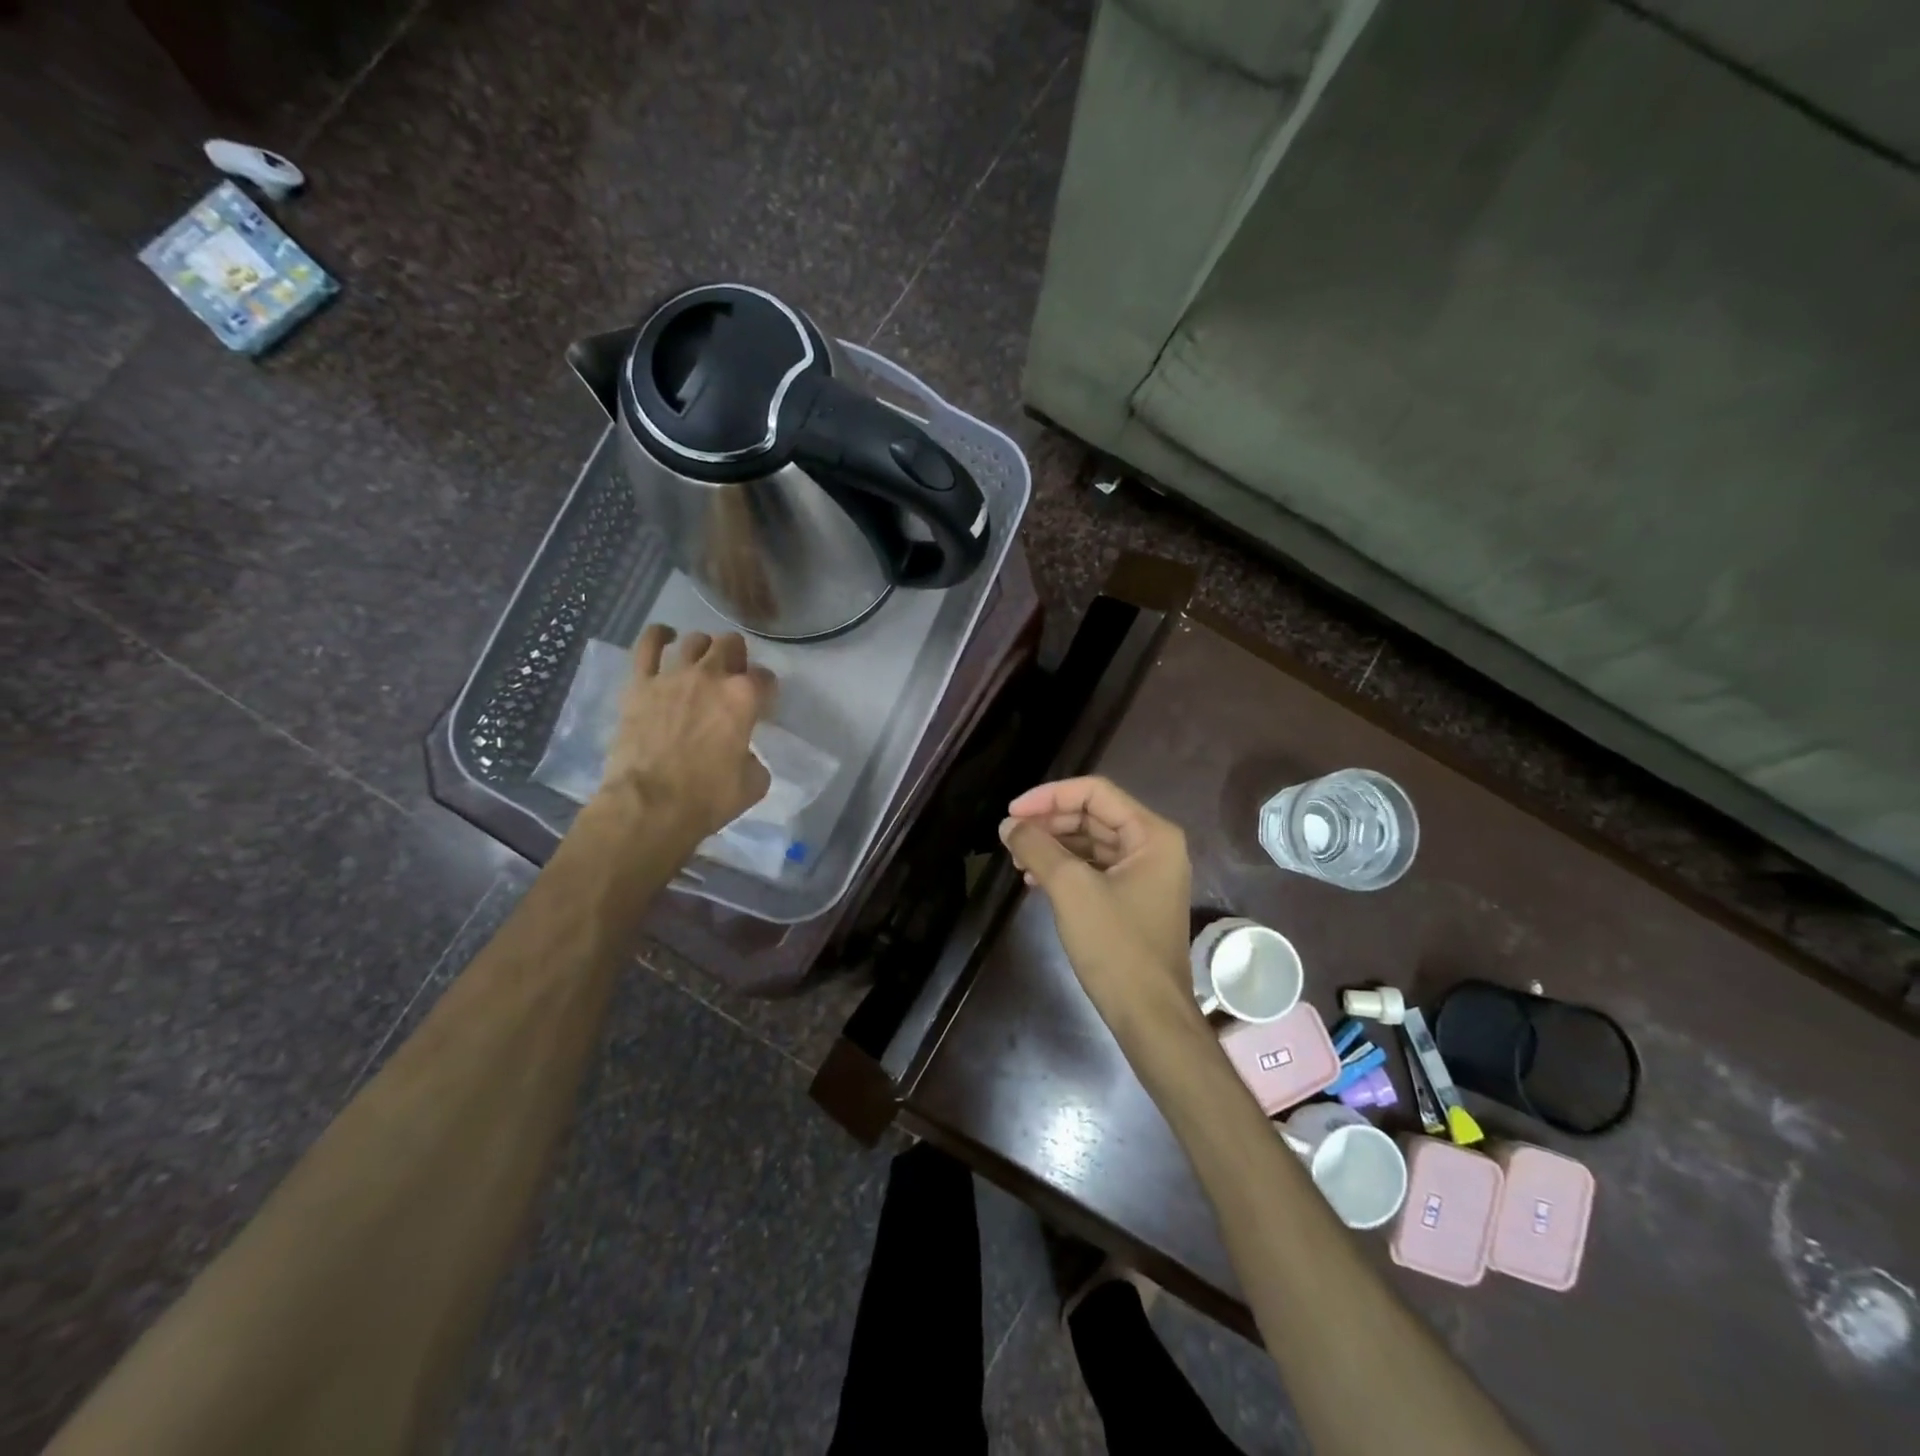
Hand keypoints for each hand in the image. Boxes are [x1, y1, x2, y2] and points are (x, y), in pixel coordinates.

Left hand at [598, 625, 776, 841]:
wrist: (651, 805)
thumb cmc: (708, 797)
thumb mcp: (753, 783)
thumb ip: (754, 757)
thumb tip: (743, 753)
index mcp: (744, 697)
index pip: (765, 678)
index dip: (766, 689)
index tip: (763, 703)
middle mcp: (711, 676)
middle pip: (731, 645)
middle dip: (737, 657)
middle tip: (733, 675)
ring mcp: (673, 676)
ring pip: (694, 640)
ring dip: (703, 648)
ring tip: (701, 661)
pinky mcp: (640, 684)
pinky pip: (647, 645)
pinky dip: (658, 636)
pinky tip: (664, 637)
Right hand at [999, 777, 1196, 1035]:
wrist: (1149, 1016)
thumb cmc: (1116, 946)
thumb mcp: (1071, 889)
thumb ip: (1038, 848)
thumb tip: (1008, 825)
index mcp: (1152, 834)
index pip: (1095, 793)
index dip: (1050, 796)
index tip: (1013, 813)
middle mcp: (1154, 846)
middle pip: (1093, 816)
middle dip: (1049, 823)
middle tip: (1011, 837)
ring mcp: (1145, 875)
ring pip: (1091, 843)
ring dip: (1053, 847)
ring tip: (1017, 861)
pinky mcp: (1133, 899)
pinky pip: (1095, 869)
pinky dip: (1065, 869)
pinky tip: (1034, 881)